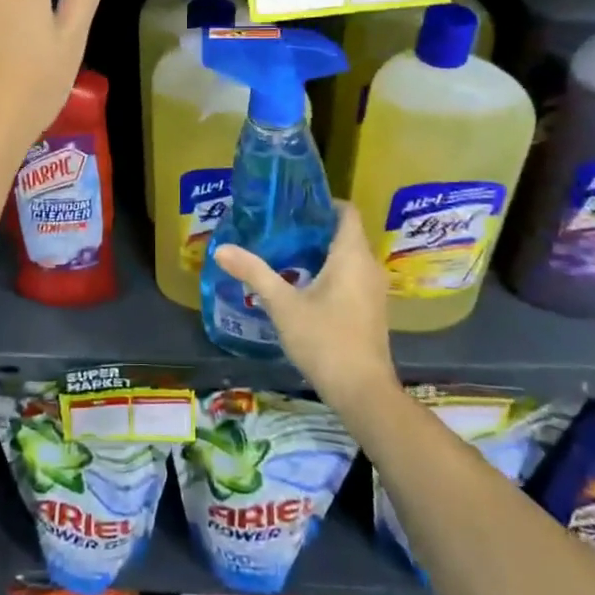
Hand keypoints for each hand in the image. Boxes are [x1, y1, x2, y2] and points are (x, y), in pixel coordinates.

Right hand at [212, 203, 398, 410]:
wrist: (362, 391)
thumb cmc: (324, 339)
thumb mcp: (282, 304)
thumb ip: (254, 273)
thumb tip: (221, 249)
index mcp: (352, 255)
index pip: (346, 211)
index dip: (323, 202)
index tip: (293, 204)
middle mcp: (369, 266)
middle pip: (345, 233)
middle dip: (314, 228)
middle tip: (279, 227)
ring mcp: (373, 290)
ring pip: (348, 257)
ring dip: (321, 252)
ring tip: (284, 252)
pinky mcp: (371, 310)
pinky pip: (352, 277)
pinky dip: (330, 272)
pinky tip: (302, 285)